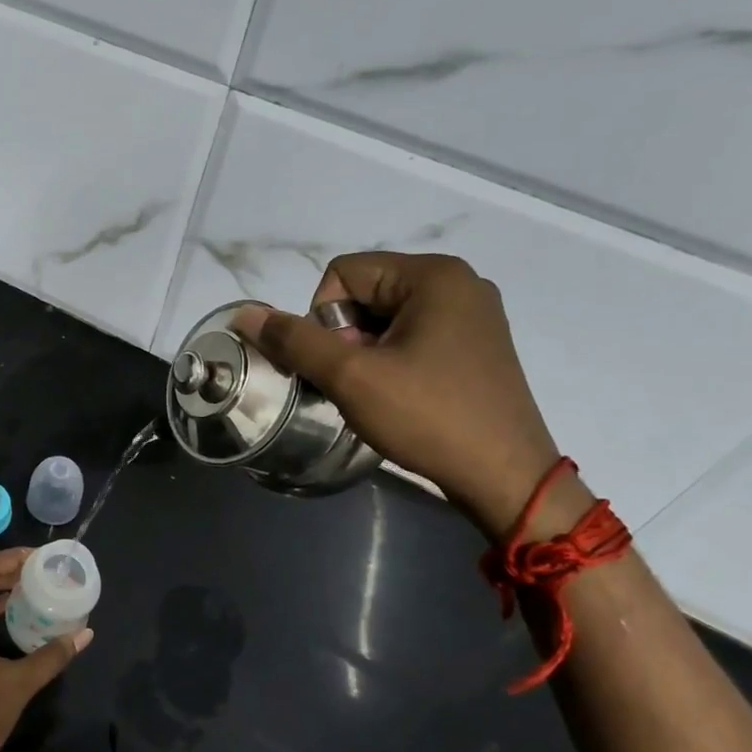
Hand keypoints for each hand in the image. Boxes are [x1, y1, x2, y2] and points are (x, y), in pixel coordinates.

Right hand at [236, 252, 561, 537]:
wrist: (507, 478)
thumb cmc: (428, 417)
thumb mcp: (351, 376)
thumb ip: (295, 340)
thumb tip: (245, 314)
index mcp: (435, 275)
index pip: (343, 273)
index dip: (324, 319)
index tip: (344, 364)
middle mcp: (459, 282)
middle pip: (364, 291)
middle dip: (345, 336)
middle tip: (359, 382)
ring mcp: (473, 314)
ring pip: (385, 316)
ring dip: (365, 351)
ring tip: (377, 392)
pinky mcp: (476, 344)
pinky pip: (412, 334)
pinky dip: (391, 359)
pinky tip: (400, 394)